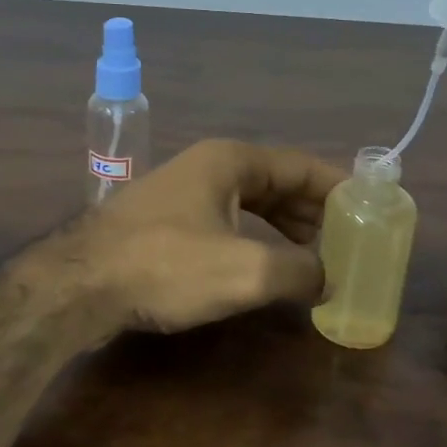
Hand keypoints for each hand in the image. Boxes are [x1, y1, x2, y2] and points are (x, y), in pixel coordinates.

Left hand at [70, 139, 345, 334]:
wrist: (78, 285)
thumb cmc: (166, 266)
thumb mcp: (245, 271)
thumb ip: (299, 271)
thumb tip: (329, 279)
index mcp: (231, 161)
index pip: (301, 166)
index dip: (338, 189)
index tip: (367, 211)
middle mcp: (209, 166)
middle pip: (276, 182)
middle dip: (313, 211)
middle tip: (346, 239)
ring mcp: (184, 192)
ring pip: (250, 203)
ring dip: (285, 226)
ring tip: (315, 255)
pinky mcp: (167, 221)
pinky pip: (226, 221)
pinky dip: (254, 238)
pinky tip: (264, 264)